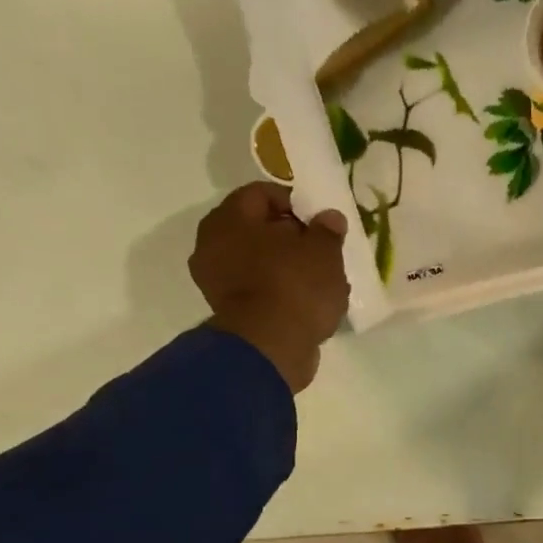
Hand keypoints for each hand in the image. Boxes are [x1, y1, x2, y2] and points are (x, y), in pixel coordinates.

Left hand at [190, 183, 350, 393]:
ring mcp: (217, 281)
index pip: (262, 194)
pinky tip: (306, 303)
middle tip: (321, 252)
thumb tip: (329, 217)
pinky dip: (280, 292)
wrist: (272, 348)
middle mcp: (213, 244)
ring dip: (286, 267)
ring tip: (319, 281)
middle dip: (291, 238)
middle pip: (258, 229)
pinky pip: (259, 290)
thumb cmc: (295, 288)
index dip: (294, 203)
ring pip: (259, 262)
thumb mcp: (324, 253)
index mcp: (230, 219)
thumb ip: (327, 230)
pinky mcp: (230, 311)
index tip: (319, 222)